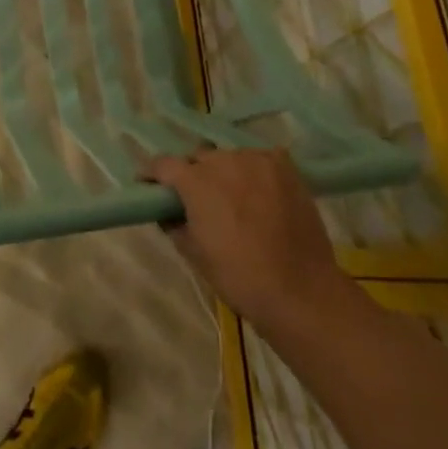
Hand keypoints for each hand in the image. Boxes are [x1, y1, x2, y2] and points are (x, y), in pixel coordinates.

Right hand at [143, 149, 354, 336]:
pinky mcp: (284, 167)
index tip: (148, 184)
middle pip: (198, 158)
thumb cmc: (239, 277)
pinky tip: (259, 188)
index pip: (163, 164)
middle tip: (196, 198)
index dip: (152, 173)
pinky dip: (254, 169)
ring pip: (229, 157)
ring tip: (232, 195)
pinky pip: (260, 159)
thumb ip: (174, 225)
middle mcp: (223, 161)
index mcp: (195, 181)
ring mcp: (257, 160)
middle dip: (191, 174)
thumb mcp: (194, 254)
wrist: (299, 290)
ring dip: (224, 172)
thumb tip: (168, 212)